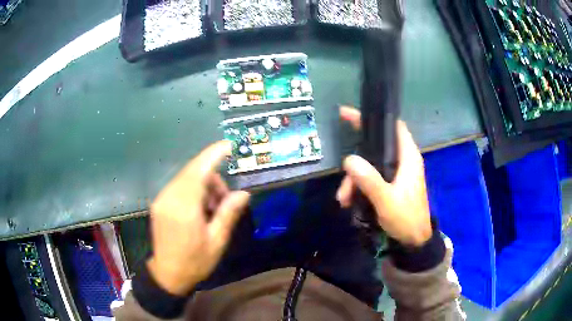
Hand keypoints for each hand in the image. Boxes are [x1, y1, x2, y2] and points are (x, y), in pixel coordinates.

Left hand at [147, 141, 249, 294]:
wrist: (168, 275)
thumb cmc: (195, 262)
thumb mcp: (217, 241)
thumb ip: (228, 214)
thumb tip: (243, 193)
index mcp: (184, 207)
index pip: (199, 171)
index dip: (213, 155)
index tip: (229, 145)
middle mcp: (169, 197)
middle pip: (193, 172)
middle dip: (213, 178)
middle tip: (226, 199)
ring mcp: (161, 199)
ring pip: (186, 178)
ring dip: (203, 185)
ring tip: (214, 208)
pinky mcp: (159, 203)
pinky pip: (179, 187)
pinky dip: (193, 190)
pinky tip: (200, 209)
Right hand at [337, 106, 431, 246]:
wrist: (414, 242)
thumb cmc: (406, 219)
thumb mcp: (387, 201)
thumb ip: (369, 180)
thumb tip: (349, 159)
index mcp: (408, 158)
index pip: (394, 127)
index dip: (374, 119)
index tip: (350, 116)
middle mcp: (402, 161)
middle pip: (376, 149)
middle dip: (356, 161)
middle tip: (342, 173)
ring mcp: (396, 174)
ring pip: (370, 166)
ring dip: (354, 180)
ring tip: (343, 199)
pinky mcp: (390, 185)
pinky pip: (371, 179)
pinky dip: (359, 188)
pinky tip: (349, 201)